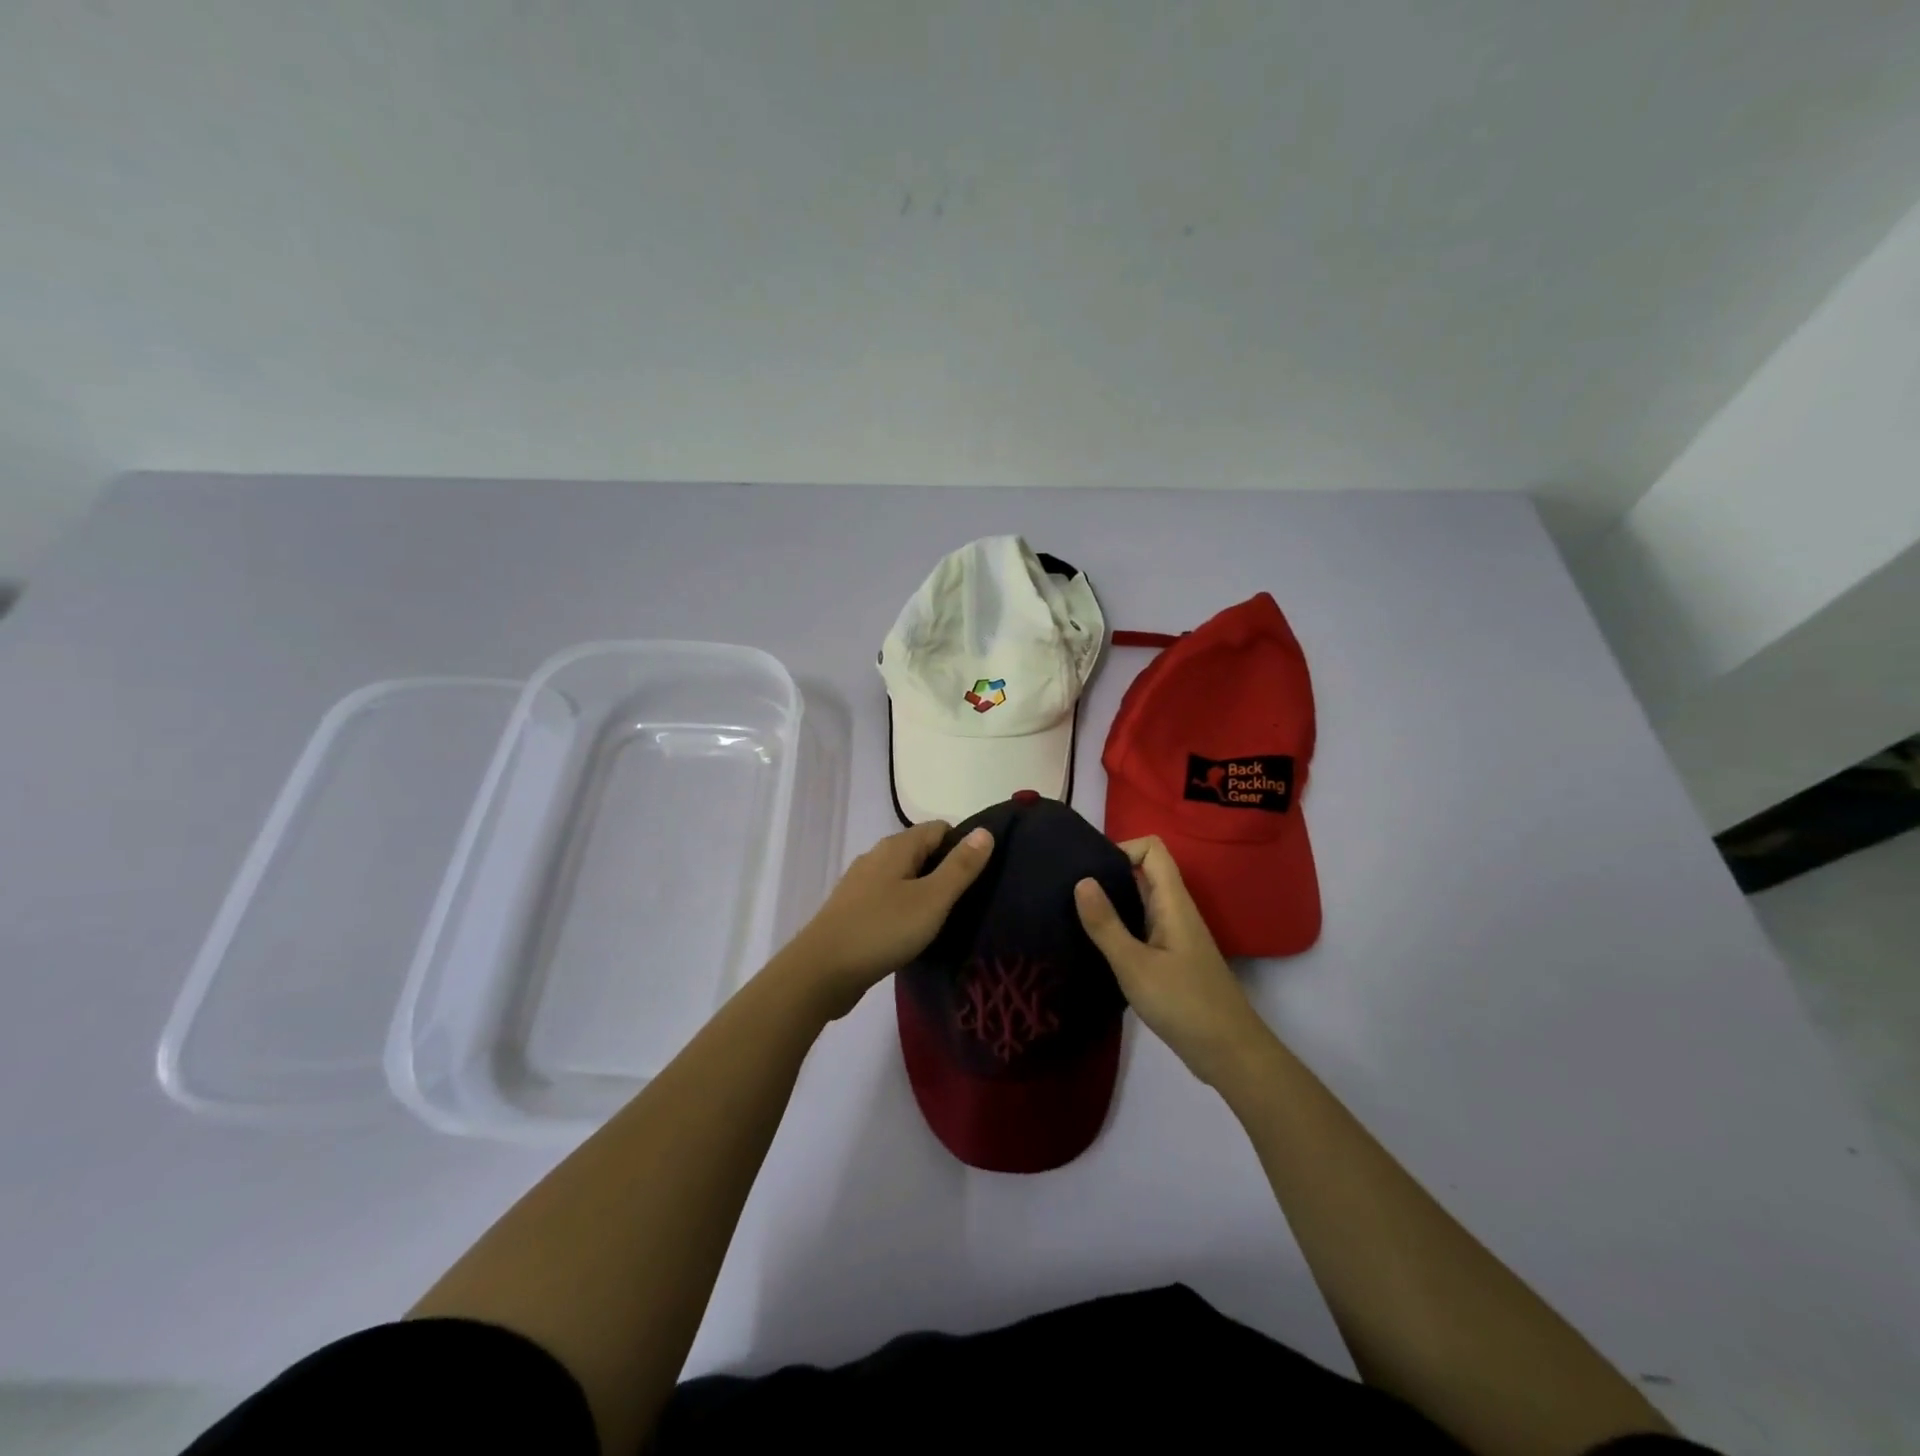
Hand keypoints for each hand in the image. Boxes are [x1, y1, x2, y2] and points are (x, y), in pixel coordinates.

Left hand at [777, 821, 994, 1019]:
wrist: (820, 972)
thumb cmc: (882, 930)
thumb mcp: (932, 899)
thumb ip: (960, 867)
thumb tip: (985, 831)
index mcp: (896, 847)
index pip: (939, 829)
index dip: (964, 845)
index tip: (983, 875)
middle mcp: (876, 857)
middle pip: (921, 852)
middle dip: (946, 870)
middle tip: (972, 900)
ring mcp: (861, 885)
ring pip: (904, 878)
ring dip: (925, 892)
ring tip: (948, 919)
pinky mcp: (852, 911)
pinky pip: (889, 900)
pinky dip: (906, 909)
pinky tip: (915, 933)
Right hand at [1074, 836, 1271, 1086]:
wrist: (1229, 1053)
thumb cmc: (1183, 1004)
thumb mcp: (1135, 965)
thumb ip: (1106, 924)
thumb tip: (1081, 880)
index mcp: (1173, 902)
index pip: (1152, 849)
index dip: (1122, 847)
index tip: (1088, 869)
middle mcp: (1175, 911)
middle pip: (1144, 872)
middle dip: (1108, 873)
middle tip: (1068, 889)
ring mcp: (1174, 936)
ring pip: (1141, 901)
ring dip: (1111, 901)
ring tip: (1073, 913)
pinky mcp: (1170, 959)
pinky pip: (1141, 927)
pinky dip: (1119, 927)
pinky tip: (1094, 945)